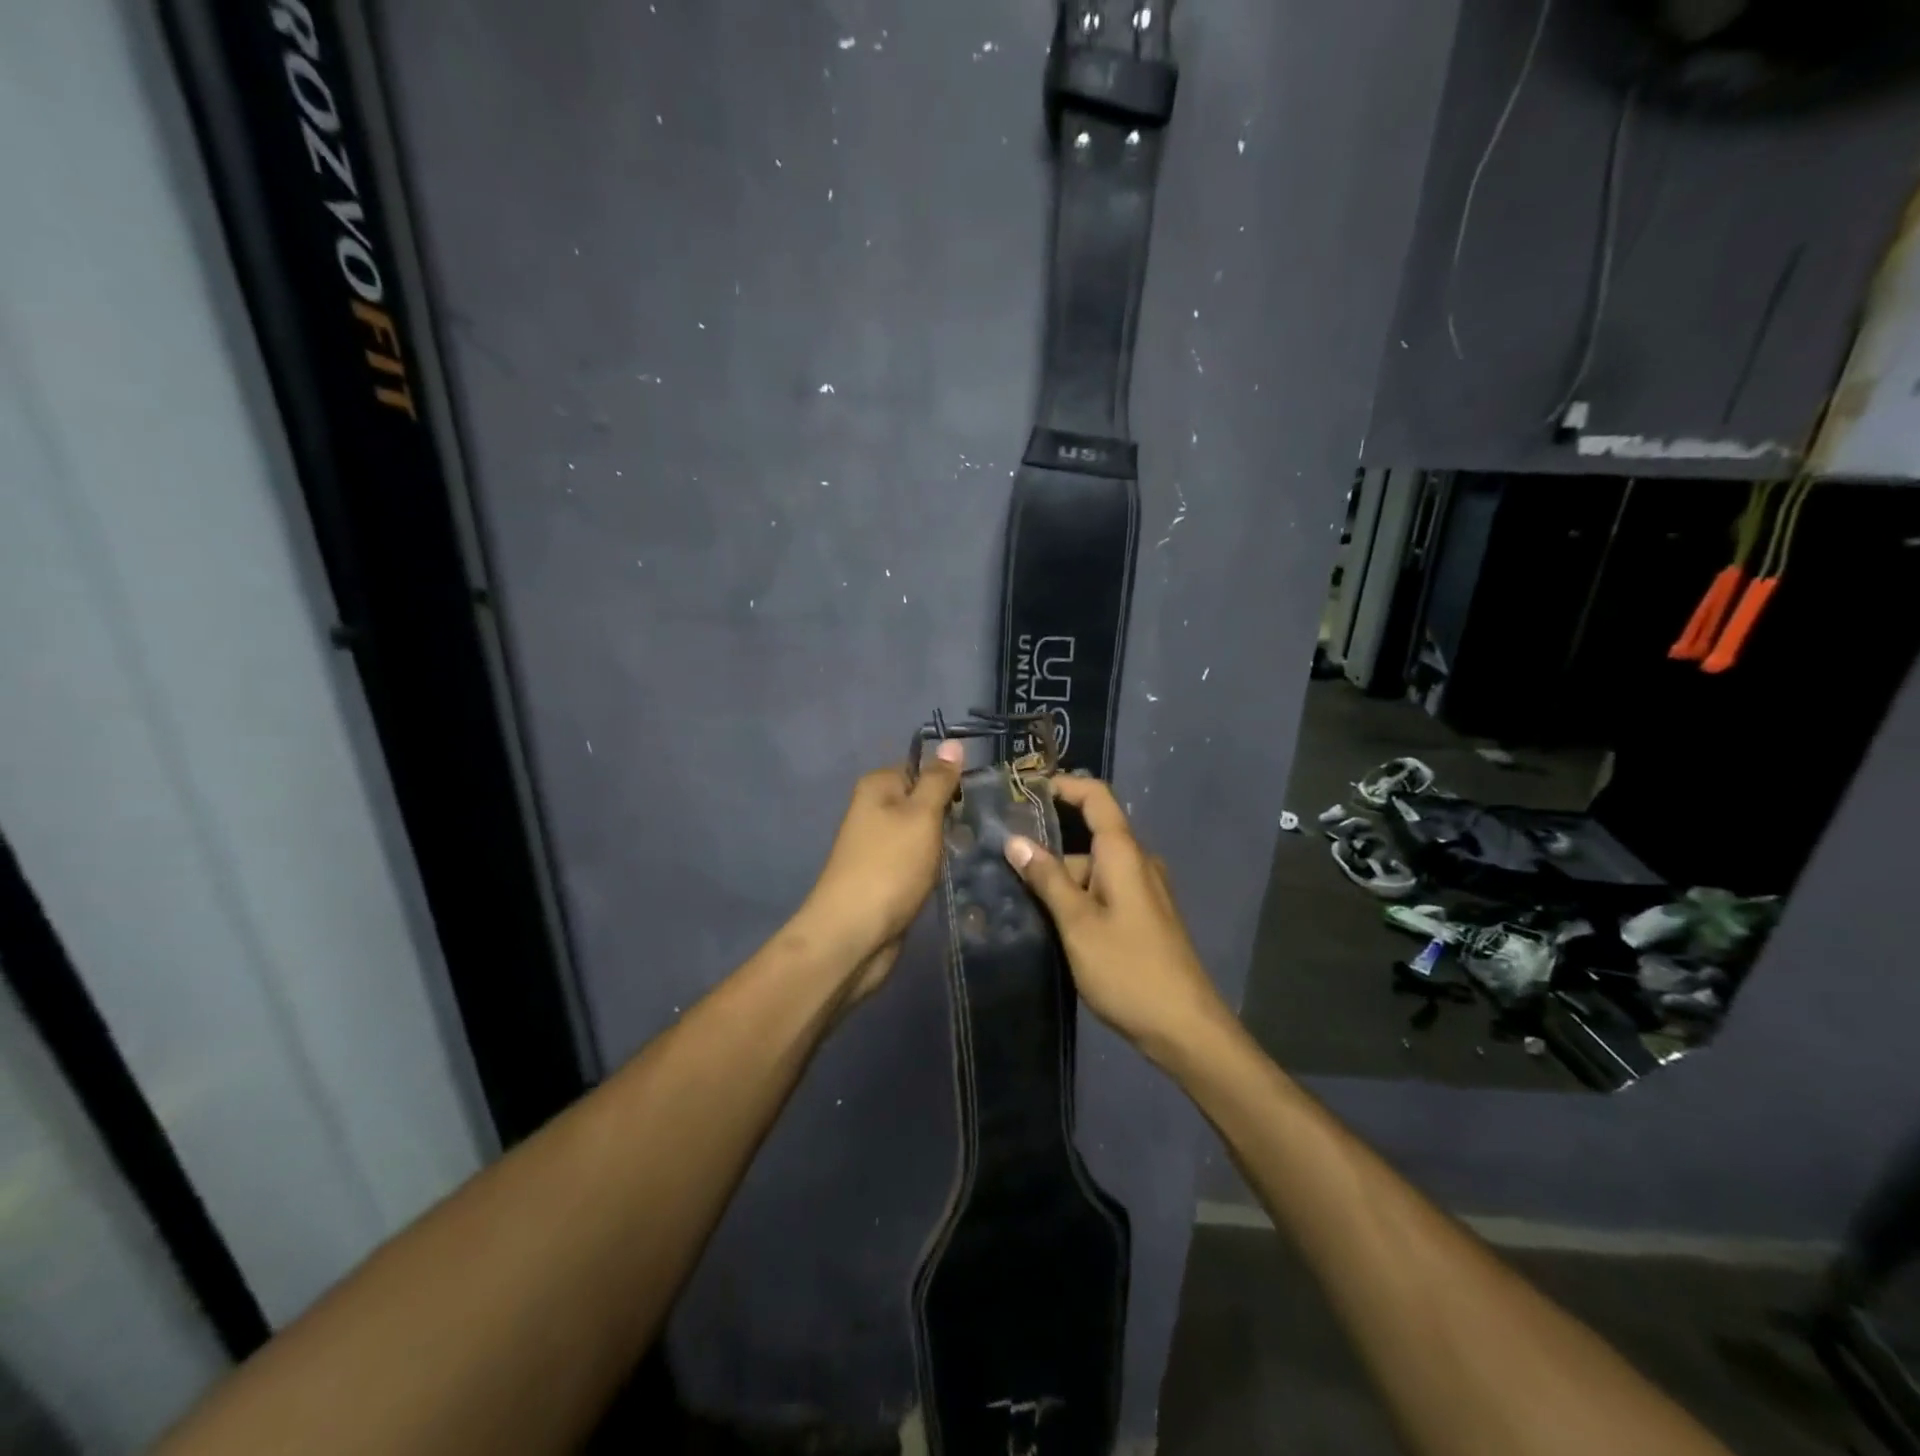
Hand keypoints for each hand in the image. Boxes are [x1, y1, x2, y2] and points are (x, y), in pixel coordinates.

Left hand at [793, 741, 965, 1003]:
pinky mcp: (887, 875)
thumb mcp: (921, 815)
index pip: (922, 766)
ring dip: (947, 841)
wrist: (854, 934)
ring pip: (924, 832)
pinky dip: (935, 865)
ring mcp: (879, 844)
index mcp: (878, 786)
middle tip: (984, 824)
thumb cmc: (890, 866)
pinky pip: (919, 859)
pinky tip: (956, 871)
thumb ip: (938, 780)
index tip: (981, 793)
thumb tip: (952, 743)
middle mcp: (875, 809)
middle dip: (952, 812)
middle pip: (924, 799)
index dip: (951, 778)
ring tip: (979, 847)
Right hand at [1003, 777, 1229, 1061]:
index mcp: (1124, 854)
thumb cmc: (1128, 969)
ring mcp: (1143, 891)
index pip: (1096, 797)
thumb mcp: (1077, 923)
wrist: (1184, 1027)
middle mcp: (1137, 863)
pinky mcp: (1144, 916)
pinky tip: (1051, 921)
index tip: (1024, 792)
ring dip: (1061, 879)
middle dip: (1049, 846)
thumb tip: (1015, 840)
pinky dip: (1078, 897)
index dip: (1063, 786)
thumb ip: (1047, 879)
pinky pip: (1105, 891)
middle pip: (1089, 836)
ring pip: (1094, 869)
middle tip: (1004, 859)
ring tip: (1017, 898)